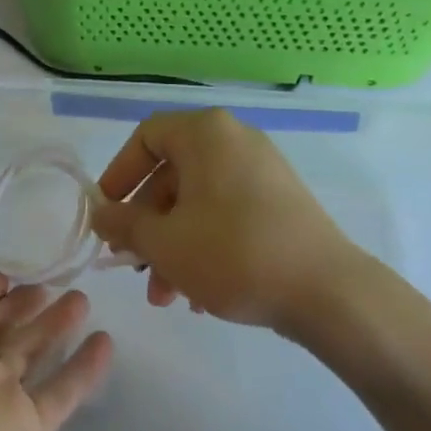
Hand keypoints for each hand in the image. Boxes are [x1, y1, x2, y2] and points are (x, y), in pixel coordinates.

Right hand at [91, 108, 396, 333]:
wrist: (328, 292)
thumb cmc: (233, 254)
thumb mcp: (165, 243)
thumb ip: (124, 224)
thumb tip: (101, 214)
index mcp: (205, 134)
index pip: (146, 137)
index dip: (118, 173)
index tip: (107, 212)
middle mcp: (234, 141)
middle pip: (172, 175)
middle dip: (147, 225)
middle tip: (132, 265)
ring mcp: (262, 171)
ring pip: (198, 201)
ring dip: (172, 245)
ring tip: (164, 296)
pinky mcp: (280, 203)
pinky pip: (226, 214)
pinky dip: (204, 245)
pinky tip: (198, 295)